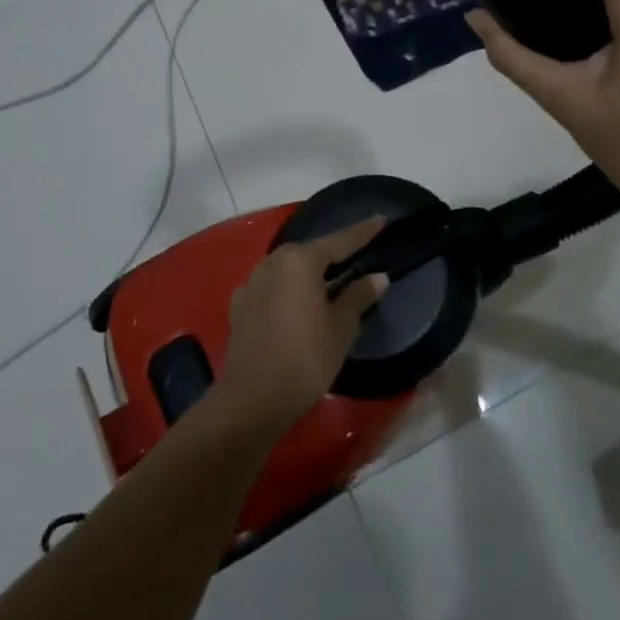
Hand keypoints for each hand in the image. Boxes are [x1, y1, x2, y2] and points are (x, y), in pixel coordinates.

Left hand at [216, 219, 389, 437]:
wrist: (252, 401)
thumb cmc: (305, 360)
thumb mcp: (340, 329)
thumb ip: (358, 297)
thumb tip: (378, 276)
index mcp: (300, 261)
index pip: (339, 241)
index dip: (362, 232)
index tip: (380, 219)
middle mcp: (273, 262)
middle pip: (309, 252)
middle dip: (331, 253)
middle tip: (354, 257)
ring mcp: (251, 283)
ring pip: (287, 268)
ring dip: (306, 272)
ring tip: (325, 281)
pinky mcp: (239, 306)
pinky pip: (270, 286)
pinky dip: (286, 289)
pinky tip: (294, 303)